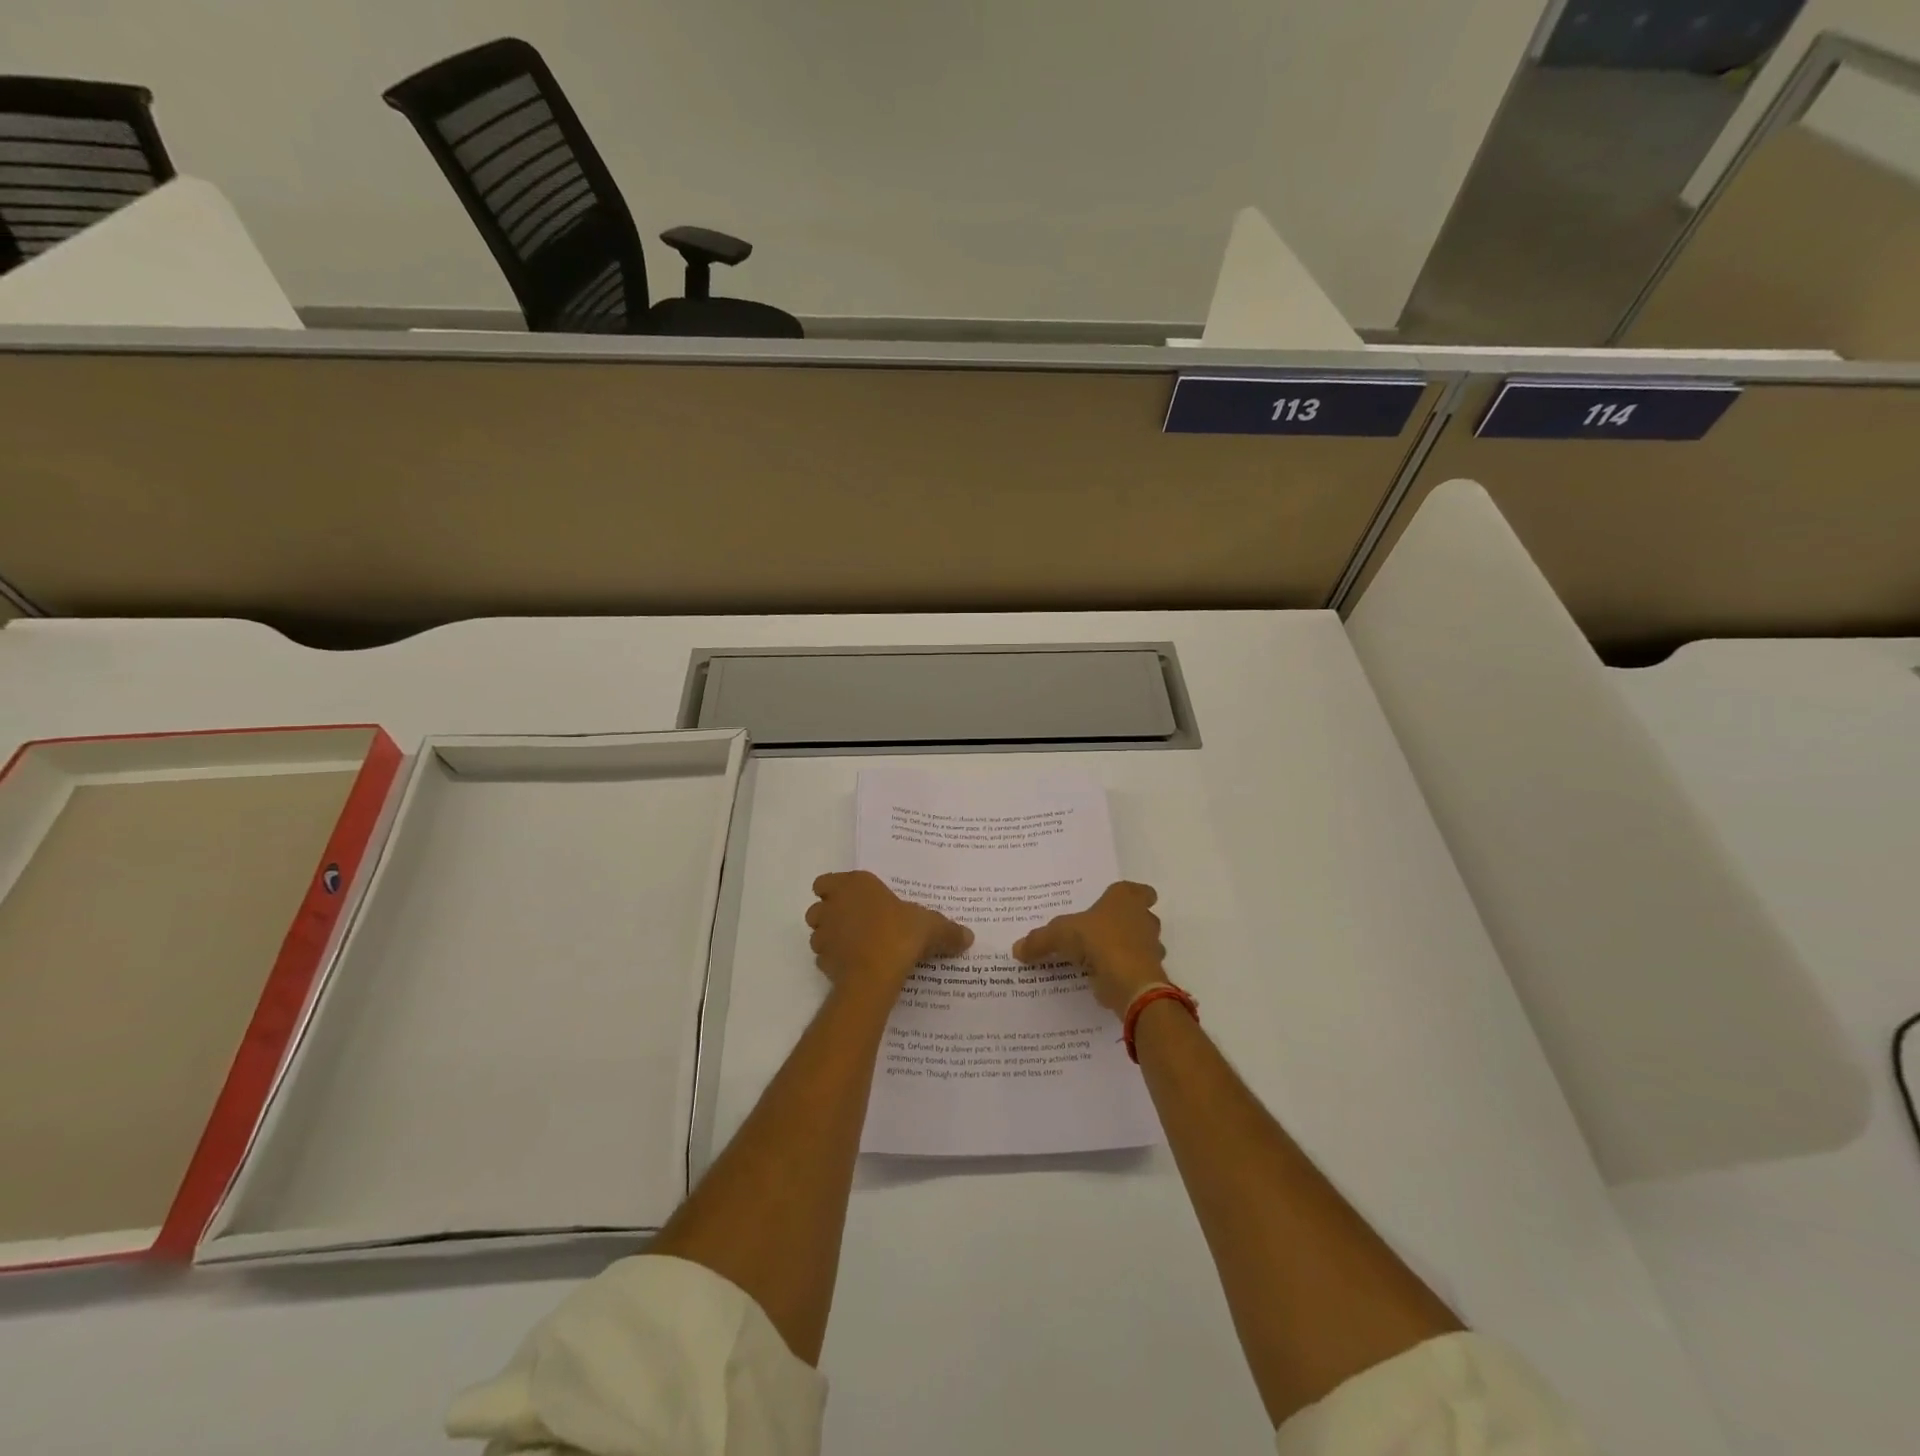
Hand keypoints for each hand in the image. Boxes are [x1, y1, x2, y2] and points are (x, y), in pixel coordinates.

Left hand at [806, 871, 972, 999]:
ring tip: (856, 947)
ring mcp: (823, 935)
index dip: (836, 890)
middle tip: (856, 924)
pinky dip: (835, 961)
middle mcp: (833, 905)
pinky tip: (855, 967)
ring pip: (817, 933)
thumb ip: (948, 931)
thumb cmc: (900, 934)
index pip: (826, 881)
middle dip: (831, 914)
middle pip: (819, 906)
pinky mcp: (822, 962)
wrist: (875, 975)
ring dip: (831, 938)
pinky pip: (825, 958)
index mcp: (854, 885)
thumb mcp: (932, 927)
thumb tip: (968, 936)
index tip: (854, 900)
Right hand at [1012, 881, 1165, 1014]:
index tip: (1120, 903)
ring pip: (1142, 943)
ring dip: (1128, 949)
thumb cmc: (1099, 941)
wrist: (1130, 981)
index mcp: (1125, 900)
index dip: (1133, 895)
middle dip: (1127, 923)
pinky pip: (1136, 968)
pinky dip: (1124, 972)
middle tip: (1103, 930)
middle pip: (1142, 917)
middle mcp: (1143, 919)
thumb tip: (1016, 948)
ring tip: (1102, 957)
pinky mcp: (1149, 973)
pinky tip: (1105, 978)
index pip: (1139, 891)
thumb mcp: (1060, 935)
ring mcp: (1151, 947)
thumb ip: (1039, 940)